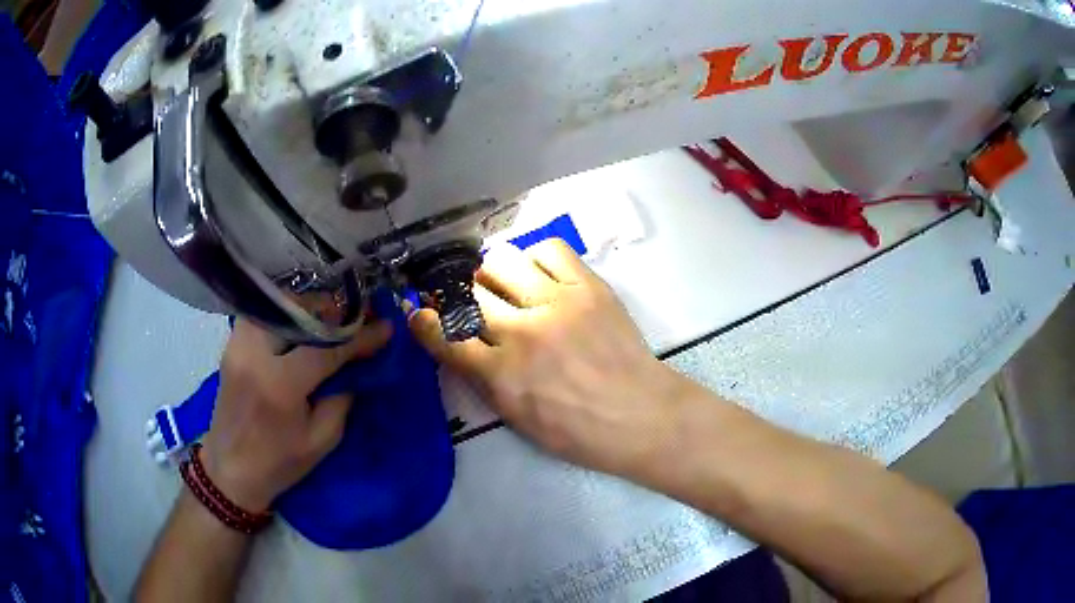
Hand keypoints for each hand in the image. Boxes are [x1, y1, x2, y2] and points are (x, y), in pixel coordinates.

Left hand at [201, 319, 392, 510]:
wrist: (229, 469)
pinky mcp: (232, 344)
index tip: (385, 328)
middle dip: (333, 312)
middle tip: (356, 322)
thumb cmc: (278, 463)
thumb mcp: (322, 440)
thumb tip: (358, 364)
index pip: (327, 347)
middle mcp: (254, 353)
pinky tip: (301, 331)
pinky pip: (265, 315)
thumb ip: (342, 396)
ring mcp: (238, 344)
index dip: (360, 336)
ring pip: (279, 305)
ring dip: (309, 310)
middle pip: (300, 311)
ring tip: (329, 325)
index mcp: (279, 384)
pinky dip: (287, 316)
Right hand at [409, 240, 683, 475]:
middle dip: (459, 295)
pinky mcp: (588, 286)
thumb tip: (458, 344)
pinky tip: (541, 277)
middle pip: (469, 292)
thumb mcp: (516, 418)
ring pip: (501, 260)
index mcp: (500, 374)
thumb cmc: (577, 431)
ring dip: (493, 272)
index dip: (425, 321)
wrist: (639, 415)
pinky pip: (549, 249)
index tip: (419, 312)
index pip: (445, 336)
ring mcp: (556, 303)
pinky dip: (536, 259)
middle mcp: (521, 331)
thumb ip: (482, 379)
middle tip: (470, 300)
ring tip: (506, 285)